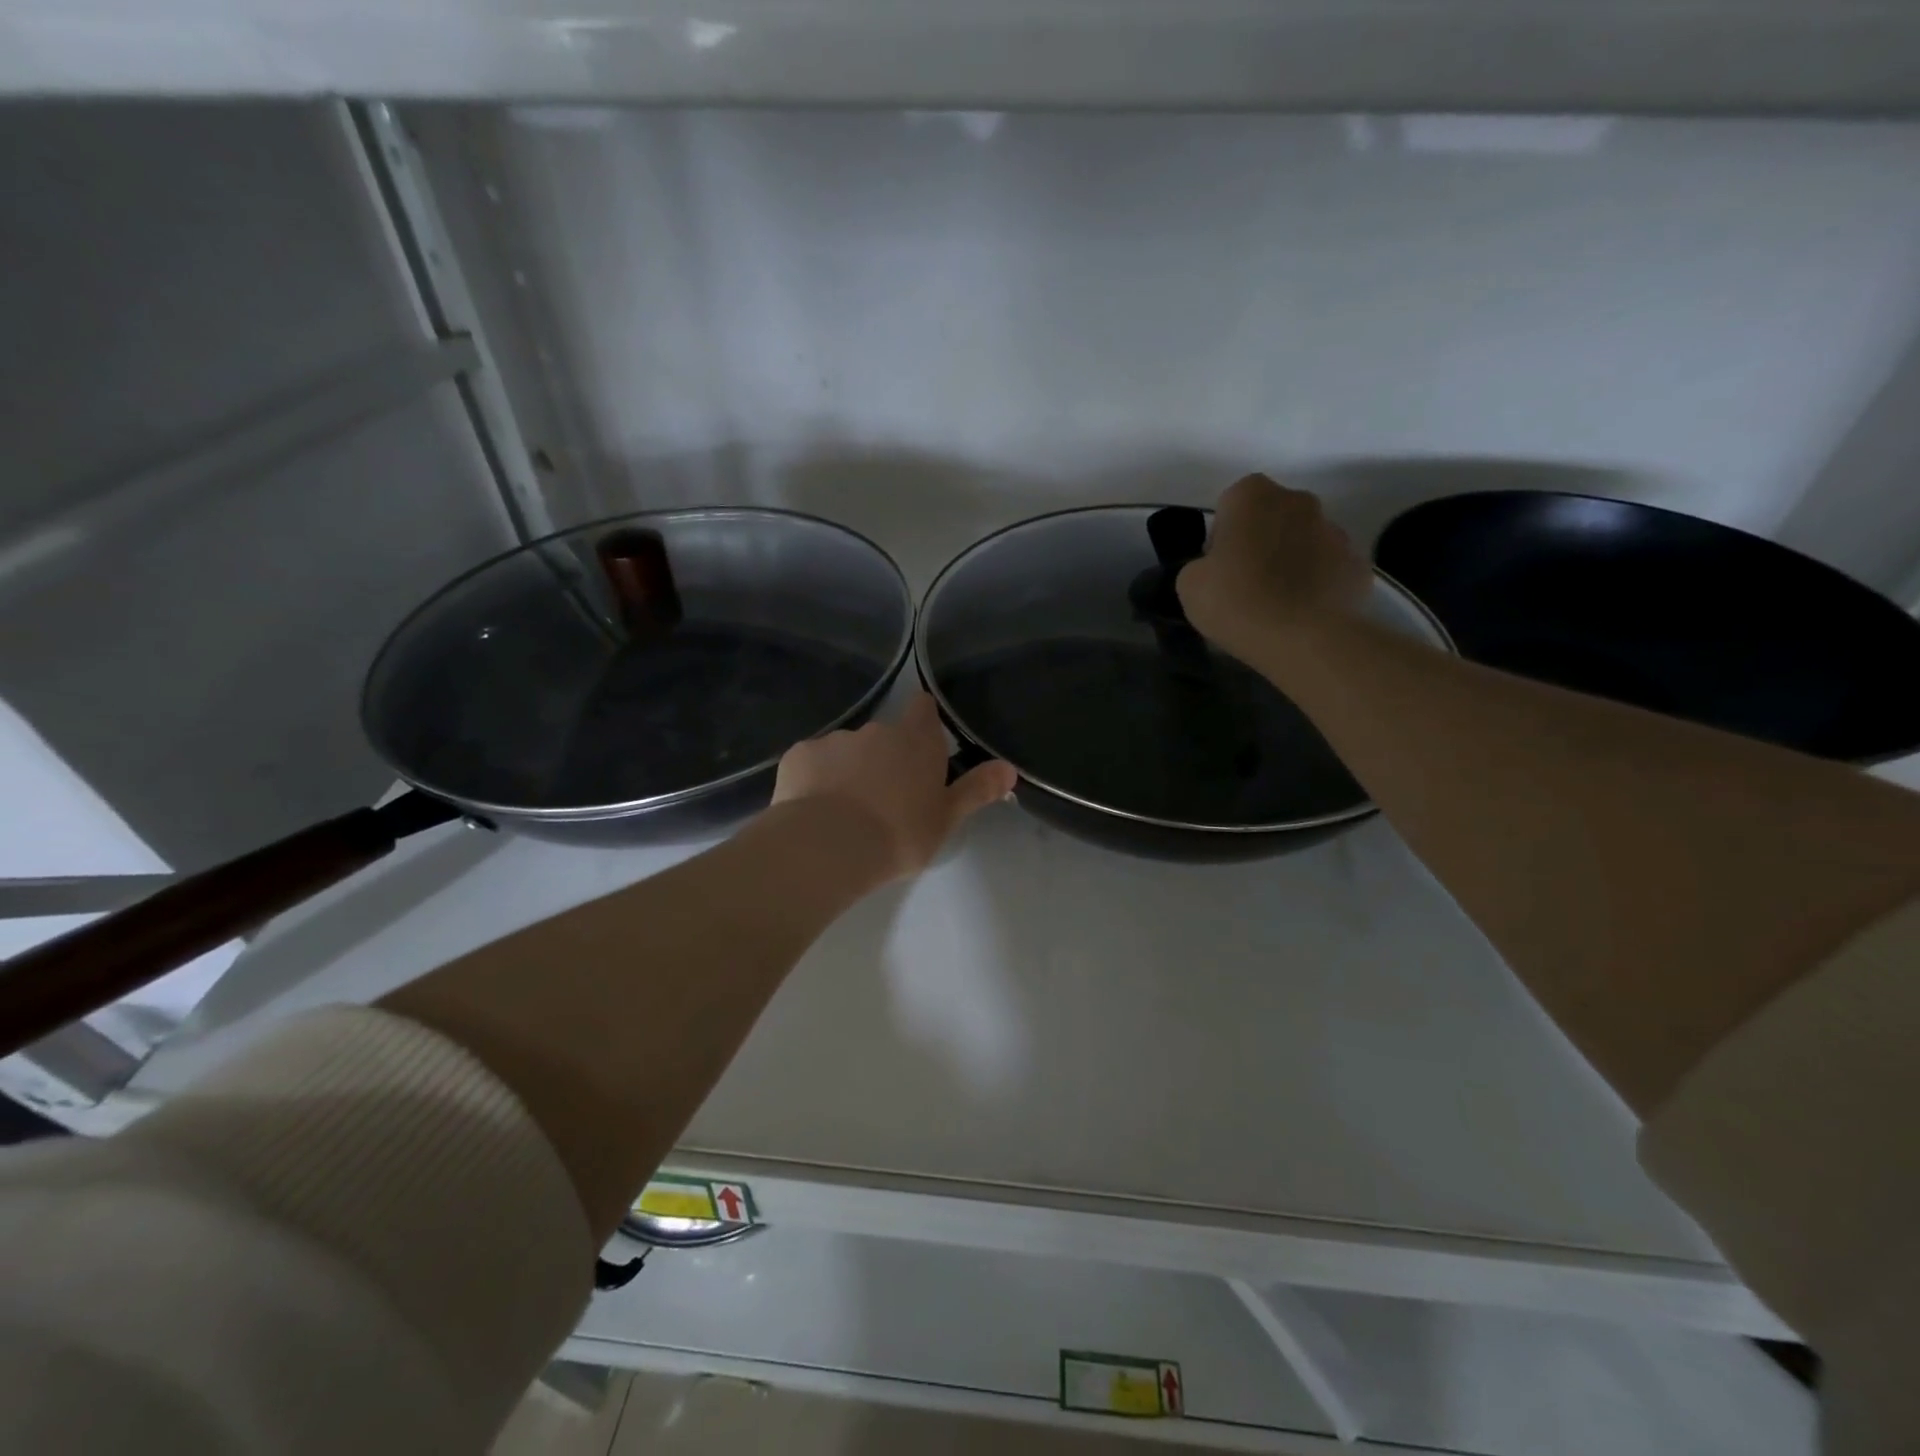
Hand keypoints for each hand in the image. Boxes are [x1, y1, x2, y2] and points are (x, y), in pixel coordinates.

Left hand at [773, 693, 1016, 882]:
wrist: (829, 846)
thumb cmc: (899, 833)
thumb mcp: (946, 818)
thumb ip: (977, 789)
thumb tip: (1010, 768)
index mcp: (916, 742)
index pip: (923, 709)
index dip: (924, 719)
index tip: (922, 740)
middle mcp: (877, 731)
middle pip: (885, 735)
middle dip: (886, 758)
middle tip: (887, 797)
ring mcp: (835, 740)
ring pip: (847, 751)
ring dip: (850, 770)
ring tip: (846, 810)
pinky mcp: (800, 755)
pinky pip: (813, 763)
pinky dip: (816, 779)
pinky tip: (815, 809)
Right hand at [1176, 474, 1369, 660]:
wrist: (1303, 639)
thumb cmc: (1236, 601)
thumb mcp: (1189, 584)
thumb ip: (1201, 565)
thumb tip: (1219, 568)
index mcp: (1253, 495)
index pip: (1231, 504)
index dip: (1223, 536)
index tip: (1219, 567)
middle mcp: (1299, 501)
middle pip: (1272, 517)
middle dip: (1261, 541)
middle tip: (1246, 583)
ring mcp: (1335, 531)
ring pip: (1304, 541)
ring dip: (1291, 561)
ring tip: (1277, 603)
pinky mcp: (1358, 563)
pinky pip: (1329, 569)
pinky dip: (1317, 584)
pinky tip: (1303, 613)